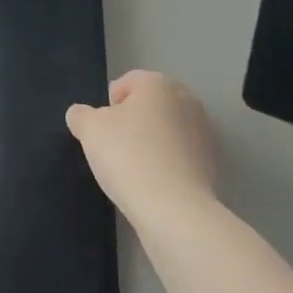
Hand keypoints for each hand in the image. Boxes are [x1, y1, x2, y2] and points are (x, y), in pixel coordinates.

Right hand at [66, 70, 218, 229]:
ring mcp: (204, 131)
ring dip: (151, 143)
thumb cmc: (128, 156)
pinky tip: (154, 184)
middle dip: (133, 122)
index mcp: (158, 83)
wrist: (174, 209)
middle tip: (116, 148)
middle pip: (150, 105)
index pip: (126, 83)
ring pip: (166, 130)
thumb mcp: (89, 130)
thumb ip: (81, 115)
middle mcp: (186, 99)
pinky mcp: (212, 162)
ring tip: (135, 169)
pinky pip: (180, 155)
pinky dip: (167, 163)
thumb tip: (81, 115)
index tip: (102, 131)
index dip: (108, 105)